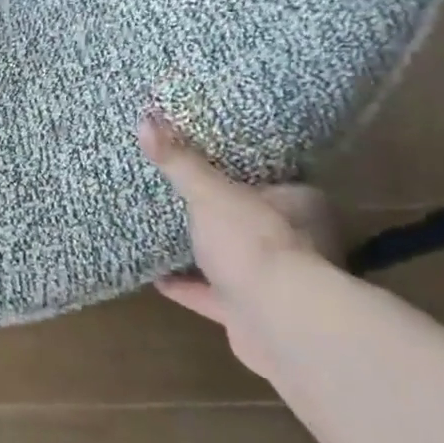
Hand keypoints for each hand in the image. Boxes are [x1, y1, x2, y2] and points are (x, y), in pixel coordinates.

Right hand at [138, 113, 337, 376]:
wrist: (278, 323)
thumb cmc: (253, 242)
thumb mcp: (209, 192)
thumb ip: (180, 162)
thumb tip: (145, 119)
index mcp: (298, 204)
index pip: (271, 180)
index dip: (242, 172)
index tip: (208, 161)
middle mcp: (295, 242)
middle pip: (250, 220)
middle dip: (220, 213)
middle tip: (182, 194)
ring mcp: (275, 283)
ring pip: (234, 259)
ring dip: (204, 252)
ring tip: (165, 231)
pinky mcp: (252, 315)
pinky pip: (214, 295)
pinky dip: (188, 287)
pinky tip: (157, 277)